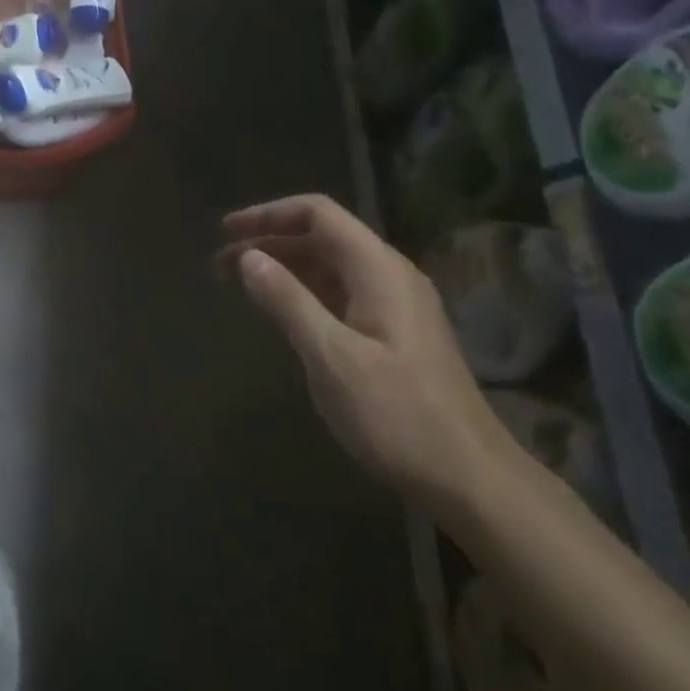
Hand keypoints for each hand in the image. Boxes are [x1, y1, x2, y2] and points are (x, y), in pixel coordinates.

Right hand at [218, 194, 507, 509]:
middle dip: (269, 242)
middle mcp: (389, 275)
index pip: (318, 213)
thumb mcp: (331, 356)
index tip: (226, 231)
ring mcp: (396, 304)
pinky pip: (342, 293)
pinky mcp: (395, 333)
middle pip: (322, 237)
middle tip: (220, 263)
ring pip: (331, 266)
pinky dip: (304, 291)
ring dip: (284, 267)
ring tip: (239, 283)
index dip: (269, 214)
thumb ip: (287, 300)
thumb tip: (249, 257)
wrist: (468, 477)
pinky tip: (281, 311)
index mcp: (378, 269)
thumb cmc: (396, 415)